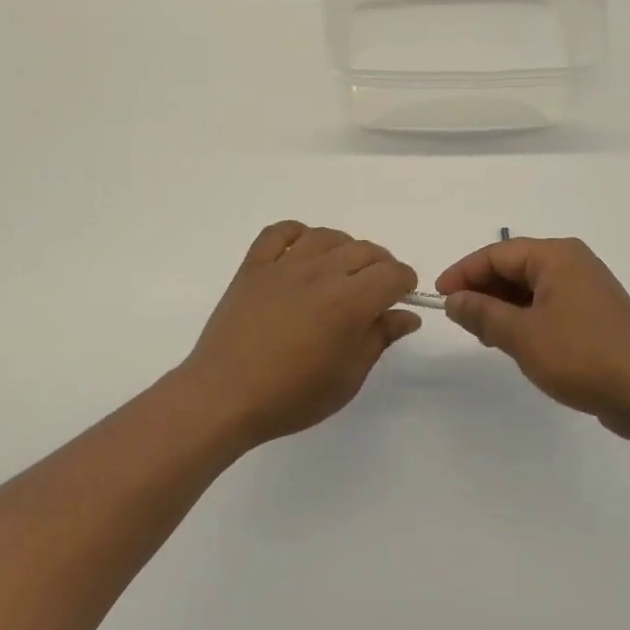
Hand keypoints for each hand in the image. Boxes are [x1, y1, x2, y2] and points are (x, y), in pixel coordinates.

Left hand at [175, 221, 421, 445]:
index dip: (405, 282)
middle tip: (377, 289)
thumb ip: (379, 339)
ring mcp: (283, 266)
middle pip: (364, 250)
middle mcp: (319, 273)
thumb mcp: (347, 378)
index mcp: (348, 302)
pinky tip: (302, 251)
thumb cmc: (291, 397)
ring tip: (343, 271)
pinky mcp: (253, 267)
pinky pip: (279, 232)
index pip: (392, 274)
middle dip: (381, 265)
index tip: (402, 297)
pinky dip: (297, 234)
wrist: (223, 396)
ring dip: (344, 248)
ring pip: (326, 236)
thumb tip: (407, 315)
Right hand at [436, 237, 629, 441]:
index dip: (463, 273)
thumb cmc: (583, 357)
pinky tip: (514, 342)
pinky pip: (549, 304)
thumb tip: (454, 300)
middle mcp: (573, 263)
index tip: (439, 297)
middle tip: (459, 318)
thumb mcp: (522, 336)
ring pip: (531, 287)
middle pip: (514, 266)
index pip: (497, 253)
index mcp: (557, 257)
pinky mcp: (595, 314)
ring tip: (483, 335)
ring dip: (502, 306)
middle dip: (483, 290)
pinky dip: (525, 318)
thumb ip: (482, 314)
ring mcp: (587, 288)